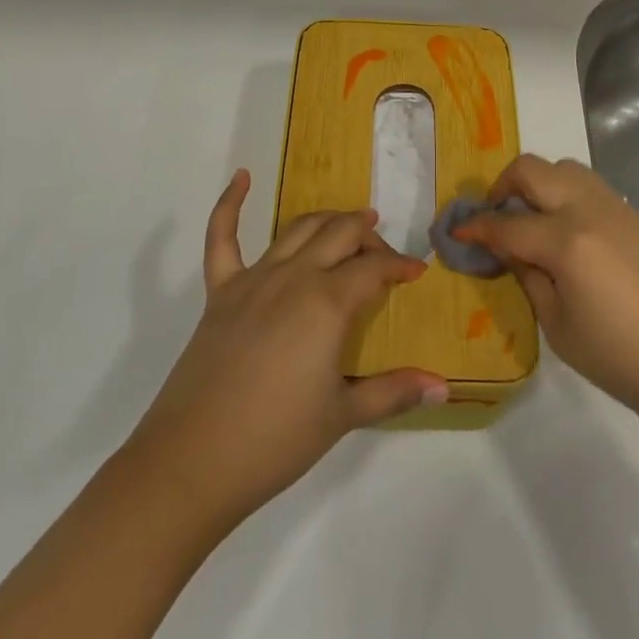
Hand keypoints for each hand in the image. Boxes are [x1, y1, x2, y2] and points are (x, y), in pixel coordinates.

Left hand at [128, 170, 449, 532]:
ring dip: (327, 220)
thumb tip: (445, 386)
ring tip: (348, 222)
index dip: (400, 265)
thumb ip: (394, 392)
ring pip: (298, 229)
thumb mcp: (343, 415)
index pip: (374, 268)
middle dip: (368, 235)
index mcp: (328, 303)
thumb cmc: (276, 440)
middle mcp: (294, 277)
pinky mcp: (220, 291)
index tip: (416, 272)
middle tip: (382, 253)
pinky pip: (222, 238)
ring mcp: (253, 279)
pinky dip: (230, 204)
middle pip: (340, 235)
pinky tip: (242, 178)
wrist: (193, 460)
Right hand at [452, 154, 638, 442]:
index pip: (506, 225)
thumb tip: (510, 252)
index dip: (475, 228)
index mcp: (566, 242)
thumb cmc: (624, 359)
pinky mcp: (633, 215)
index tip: (454, 233)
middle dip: (501, 186)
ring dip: (536, 182)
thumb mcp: (560, 329)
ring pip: (563, 167)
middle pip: (531, 170)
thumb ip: (529, 280)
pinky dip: (563, 191)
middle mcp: (587, 210)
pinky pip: (587, 184)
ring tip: (528, 217)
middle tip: (493, 216)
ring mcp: (614, 207)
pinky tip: (563, 228)